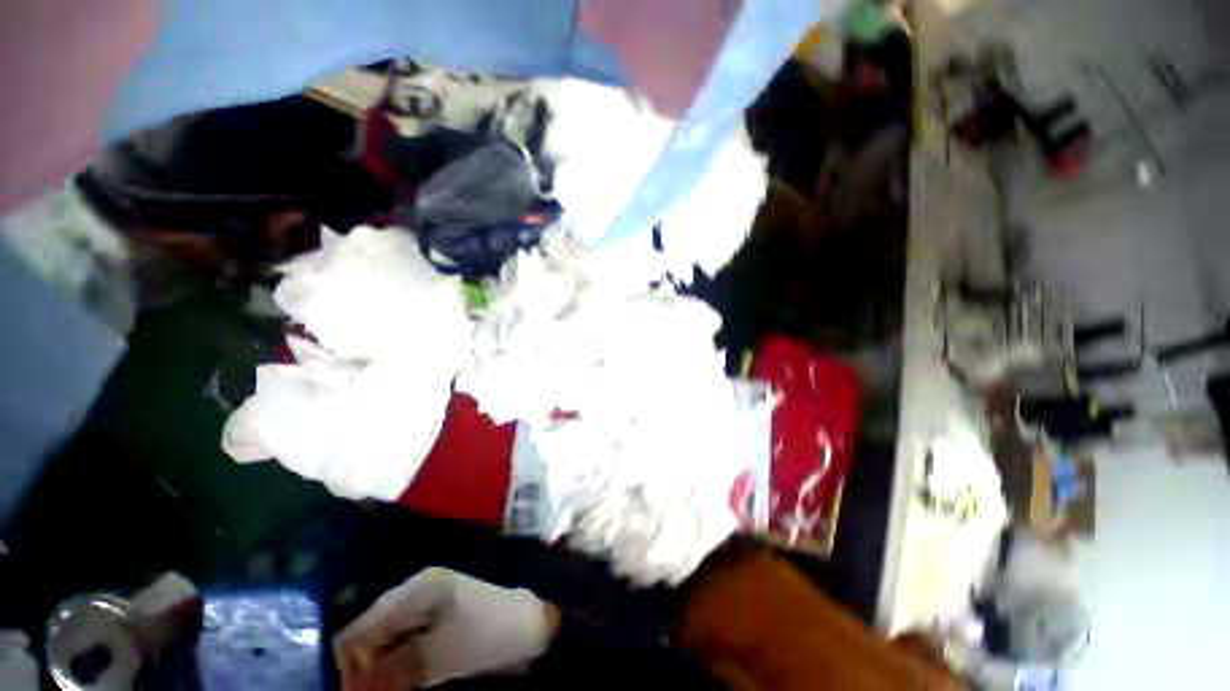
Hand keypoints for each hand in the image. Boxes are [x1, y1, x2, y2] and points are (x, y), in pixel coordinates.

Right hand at [334, 568, 556, 689]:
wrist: (525, 625)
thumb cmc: (485, 635)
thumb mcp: (437, 657)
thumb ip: (392, 671)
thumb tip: (351, 687)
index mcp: (417, 589)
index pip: (361, 626)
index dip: (348, 664)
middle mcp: (416, 590)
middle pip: (370, 631)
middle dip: (362, 667)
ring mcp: (425, 602)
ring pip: (384, 638)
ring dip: (377, 667)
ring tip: (378, 690)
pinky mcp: (433, 616)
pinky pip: (401, 641)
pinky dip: (394, 663)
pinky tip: (396, 681)